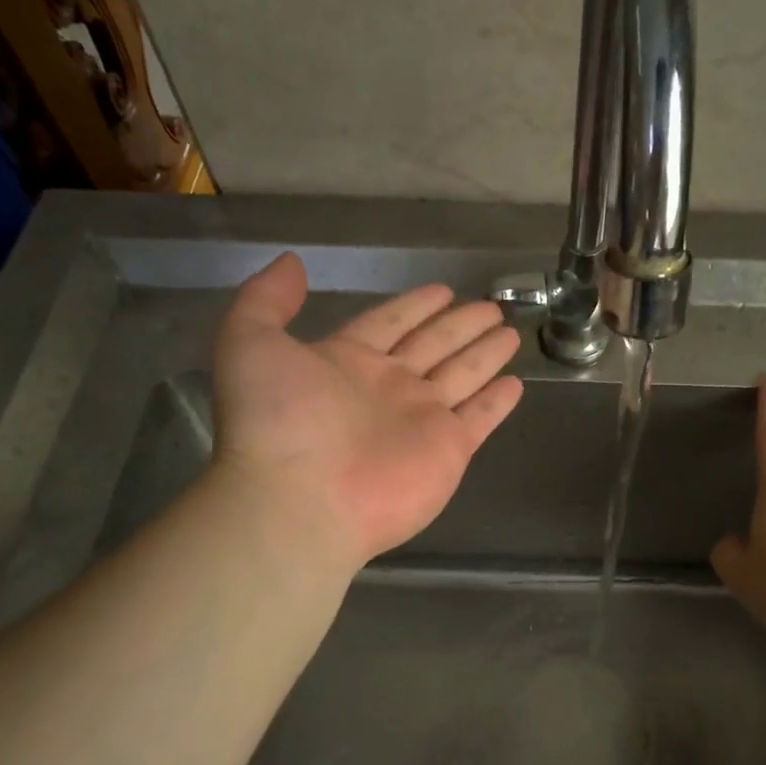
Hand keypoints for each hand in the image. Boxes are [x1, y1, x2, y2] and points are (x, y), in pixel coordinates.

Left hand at [209, 253, 523, 568]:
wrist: (300, 500)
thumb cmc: (277, 420)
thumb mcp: (249, 343)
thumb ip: (266, 299)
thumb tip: (292, 264)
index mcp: (347, 361)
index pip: (391, 323)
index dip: (415, 306)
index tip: (443, 290)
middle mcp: (388, 388)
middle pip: (434, 346)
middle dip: (461, 325)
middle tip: (492, 306)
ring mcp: (421, 420)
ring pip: (462, 376)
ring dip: (485, 354)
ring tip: (510, 332)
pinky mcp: (448, 450)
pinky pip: (479, 418)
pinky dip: (497, 403)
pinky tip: (516, 383)